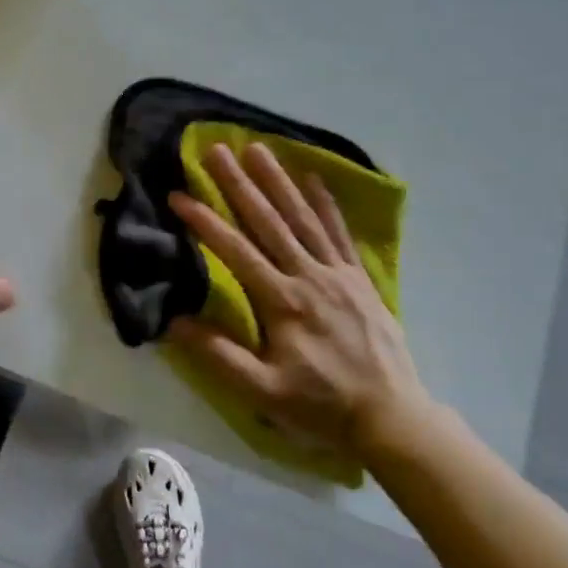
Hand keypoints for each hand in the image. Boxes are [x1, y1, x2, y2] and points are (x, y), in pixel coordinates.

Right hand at [168, 141, 433, 465]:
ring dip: (278, 182)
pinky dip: (326, 204)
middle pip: (268, 222)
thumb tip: (175, 321)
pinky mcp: (360, 278)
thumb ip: (219, 355)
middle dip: (239, 184)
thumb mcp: (263, 392)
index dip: (205, 222)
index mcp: (282, 302)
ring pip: (303, 218)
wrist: (392, 417)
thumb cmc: (321, 405)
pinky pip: (340, 233)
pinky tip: (313, 178)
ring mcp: (338, 273)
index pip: (236, 251)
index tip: (178, 195)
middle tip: (217, 149)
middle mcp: (309, 276)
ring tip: (258, 149)